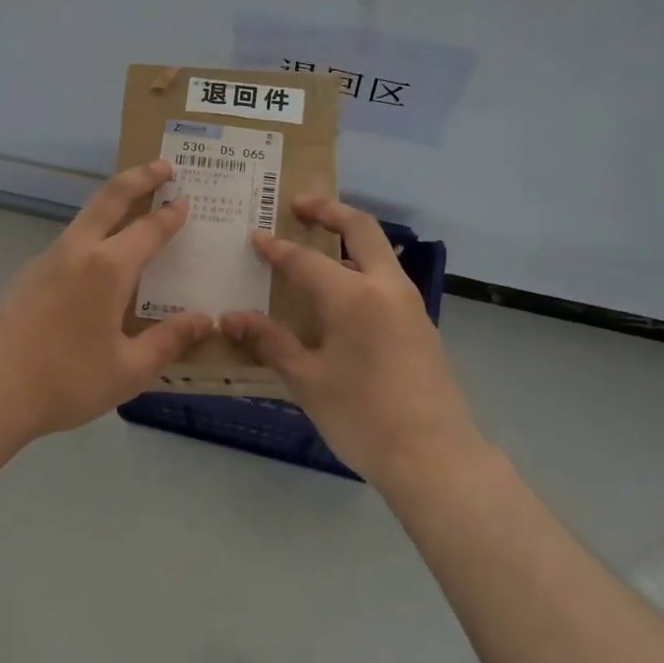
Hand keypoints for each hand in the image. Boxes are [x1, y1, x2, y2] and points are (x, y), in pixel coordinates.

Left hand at [0, 160, 213, 443]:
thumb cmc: (65, 380)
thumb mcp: (129, 370)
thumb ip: (169, 341)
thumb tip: (205, 320)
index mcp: (108, 268)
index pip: (149, 229)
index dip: (171, 214)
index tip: (187, 199)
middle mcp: (78, 251)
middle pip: (110, 197)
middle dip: (140, 177)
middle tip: (164, 165)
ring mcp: (47, 259)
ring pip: (86, 216)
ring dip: (114, 202)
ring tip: (136, 209)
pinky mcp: (28, 275)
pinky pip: (71, 241)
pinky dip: (94, 232)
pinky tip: (101, 262)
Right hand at [222, 199, 480, 483]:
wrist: (433, 456)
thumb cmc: (362, 416)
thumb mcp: (307, 380)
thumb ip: (270, 341)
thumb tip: (230, 317)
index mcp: (353, 296)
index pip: (305, 259)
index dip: (276, 248)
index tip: (254, 236)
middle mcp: (385, 287)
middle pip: (361, 228)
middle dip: (329, 211)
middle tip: (300, 205)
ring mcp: (409, 304)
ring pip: (379, 253)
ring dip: (349, 239)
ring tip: (317, 245)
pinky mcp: (420, 324)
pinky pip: (386, 280)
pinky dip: (361, 268)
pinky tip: (341, 295)